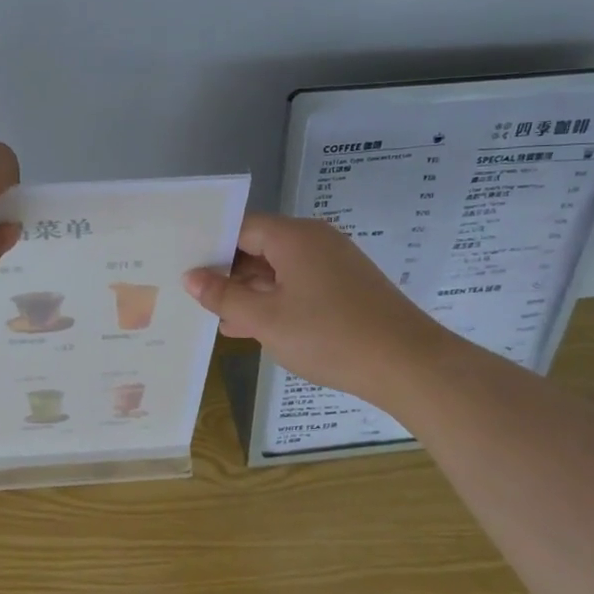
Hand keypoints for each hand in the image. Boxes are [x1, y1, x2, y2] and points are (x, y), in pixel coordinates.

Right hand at [182, 213, 447, 404]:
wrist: (407, 364)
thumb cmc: (329, 336)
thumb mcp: (265, 319)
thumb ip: (224, 296)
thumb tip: (191, 277)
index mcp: (294, 237)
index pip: (241, 228)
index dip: (212, 247)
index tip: (186, 269)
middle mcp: (316, 241)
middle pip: (260, 247)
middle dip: (229, 274)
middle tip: (197, 298)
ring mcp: (335, 264)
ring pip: (280, 270)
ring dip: (252, 293)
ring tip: (221, 320)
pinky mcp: (348, 288)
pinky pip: (301, 285)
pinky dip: (277, 302)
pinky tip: (257, 329)